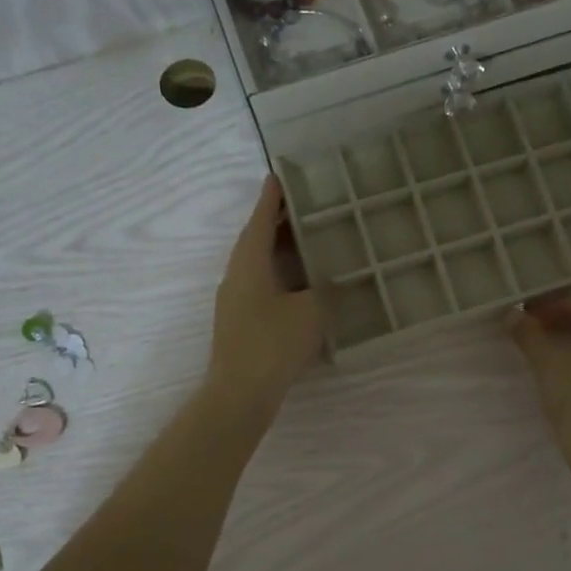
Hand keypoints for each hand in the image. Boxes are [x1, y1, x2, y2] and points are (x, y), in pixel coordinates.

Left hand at [205, 176, 324, 419]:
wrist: (240, 395)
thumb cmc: (272, 344)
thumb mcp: (311, 312)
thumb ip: (327, 290)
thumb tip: (334, 281)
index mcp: (249, 264)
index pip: (259, 220)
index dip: (271, 198)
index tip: (278, 176)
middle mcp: (237, 277)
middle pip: (257, 241)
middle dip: (278, 223)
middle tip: (305, 207)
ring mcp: (236, 302)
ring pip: (260, 266)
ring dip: (280, 251)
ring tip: (308, 241)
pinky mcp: (242, 324)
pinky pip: (264, 287)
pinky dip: (283, 277)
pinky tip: (304, 287)